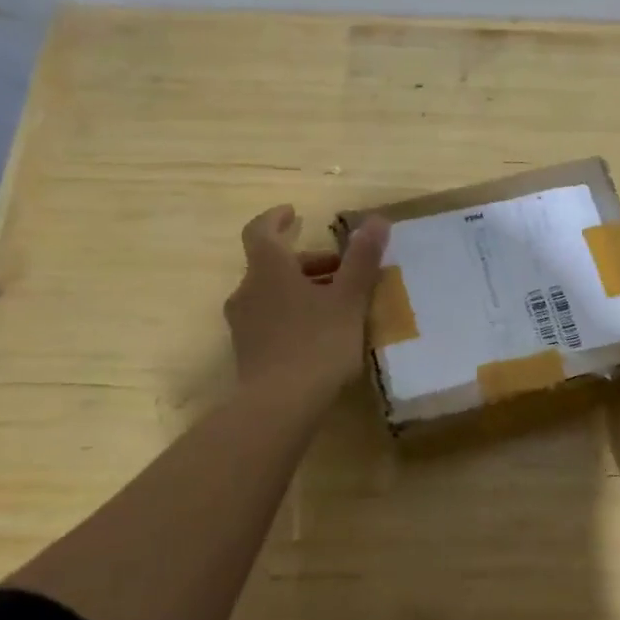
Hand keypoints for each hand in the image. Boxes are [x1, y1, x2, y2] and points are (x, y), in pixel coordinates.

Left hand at [224, 205, 390, 401]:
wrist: (279, 406)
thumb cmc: (316, 343)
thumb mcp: (348, 299)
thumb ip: (362, 259)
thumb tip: (376, 220)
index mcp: (268, 270)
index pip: (261, 231)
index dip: (276, 219)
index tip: (294, 213)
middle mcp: (248, 291)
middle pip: (273, 265)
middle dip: (307, 262)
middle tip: (341, 270)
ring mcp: (244, 324)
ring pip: (273, 293)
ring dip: (302, 289)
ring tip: (338, 304)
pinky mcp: (248, 352)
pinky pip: (271, 319)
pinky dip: (294, 313)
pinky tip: (321, 333)